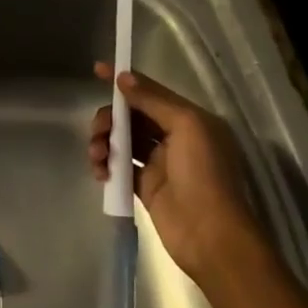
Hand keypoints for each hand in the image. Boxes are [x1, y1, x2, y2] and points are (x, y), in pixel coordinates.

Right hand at [88, 64, 271, 288]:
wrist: (211, 237)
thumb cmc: (204, 174)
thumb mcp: (185, 126)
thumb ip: (153, 100)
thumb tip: (124, 77)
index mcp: (190, 119)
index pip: (151, 91)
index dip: (125, 81)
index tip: (97, 71)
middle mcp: (175, 137)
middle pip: (133, 116)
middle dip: (110, 117)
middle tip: (98, 131)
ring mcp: (160, 163)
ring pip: (123, 140)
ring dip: (104, 141)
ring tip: (96, 156)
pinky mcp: (146, 187)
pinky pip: (120, 167)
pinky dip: (107, 165)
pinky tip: (100, 172)